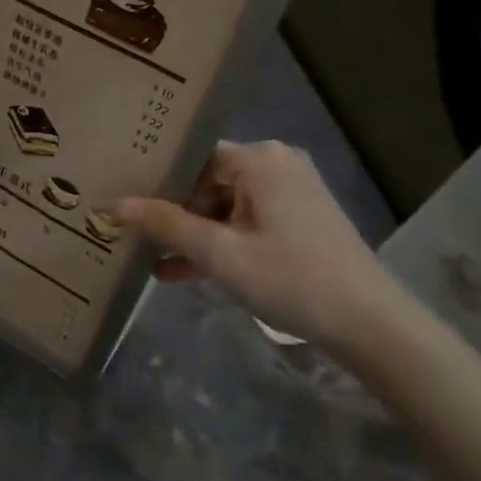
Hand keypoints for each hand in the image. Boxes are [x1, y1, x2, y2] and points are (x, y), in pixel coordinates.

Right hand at [113, 140, 418, 361]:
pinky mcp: (300, 217)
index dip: (159, 184)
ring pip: (226, 207)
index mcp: (259, 159)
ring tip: (154, 265)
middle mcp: (276, 163)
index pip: (193, 158)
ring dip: (195, 237)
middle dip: (175, 217)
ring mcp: (292, 191)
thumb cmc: (290, 278)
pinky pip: (247, 221)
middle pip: (208, 183)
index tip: (128, 208)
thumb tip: (110, 204)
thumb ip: (164, 224)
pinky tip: (186, 273)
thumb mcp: (219, 253)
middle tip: (138, 241)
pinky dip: (222, 244)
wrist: (369, 322)